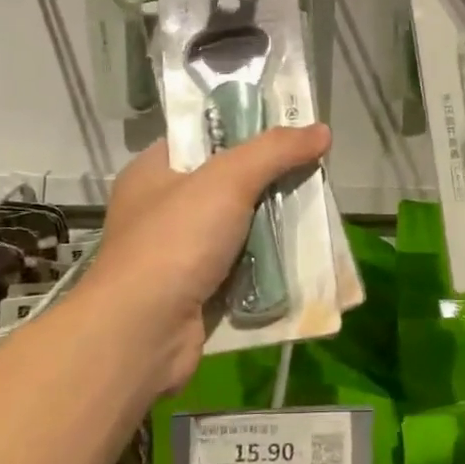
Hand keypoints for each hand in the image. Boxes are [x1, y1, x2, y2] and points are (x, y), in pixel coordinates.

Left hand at [85, 125, 331, 394]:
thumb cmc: (175, 241)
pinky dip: (269, 264)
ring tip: (319, 213)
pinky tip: (303, 257)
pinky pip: (244, 266)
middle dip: (272, 181)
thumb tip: (321, 129)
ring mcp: (181, 253)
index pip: (205, 136)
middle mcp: (164, 208)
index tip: (291, 130)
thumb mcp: (227, 180)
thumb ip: (274, 150)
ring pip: (241, 227)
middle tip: (315, 173)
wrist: (143, 335)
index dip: (247, 129)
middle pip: (230, 182)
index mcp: (156, 171)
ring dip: (276, 225)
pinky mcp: (199, 290)